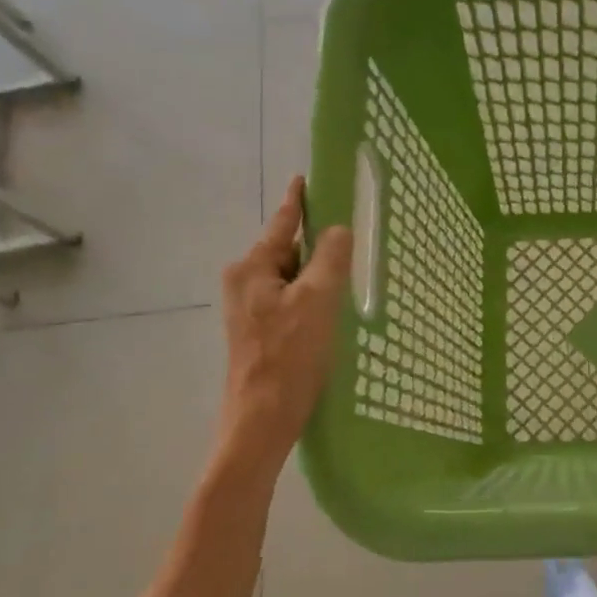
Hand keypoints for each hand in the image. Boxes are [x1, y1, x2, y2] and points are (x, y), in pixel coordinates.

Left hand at [218, 177, 351, 472]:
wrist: (261, 418)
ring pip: (291, 278)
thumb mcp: (317, 301)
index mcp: (252, 267)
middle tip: (351, 237)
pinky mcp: (259, 332)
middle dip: (316, 244)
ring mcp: (249, 309)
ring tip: (349, 275)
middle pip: (287, 251)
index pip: (282, 223)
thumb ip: (330, 260)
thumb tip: (338, 230)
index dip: (298, 201)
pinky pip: (290, 301)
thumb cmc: (289, 355)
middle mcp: (244, 282)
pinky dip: (312, 298)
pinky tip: (333, 310)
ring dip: (317, 275)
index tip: (307, 178)